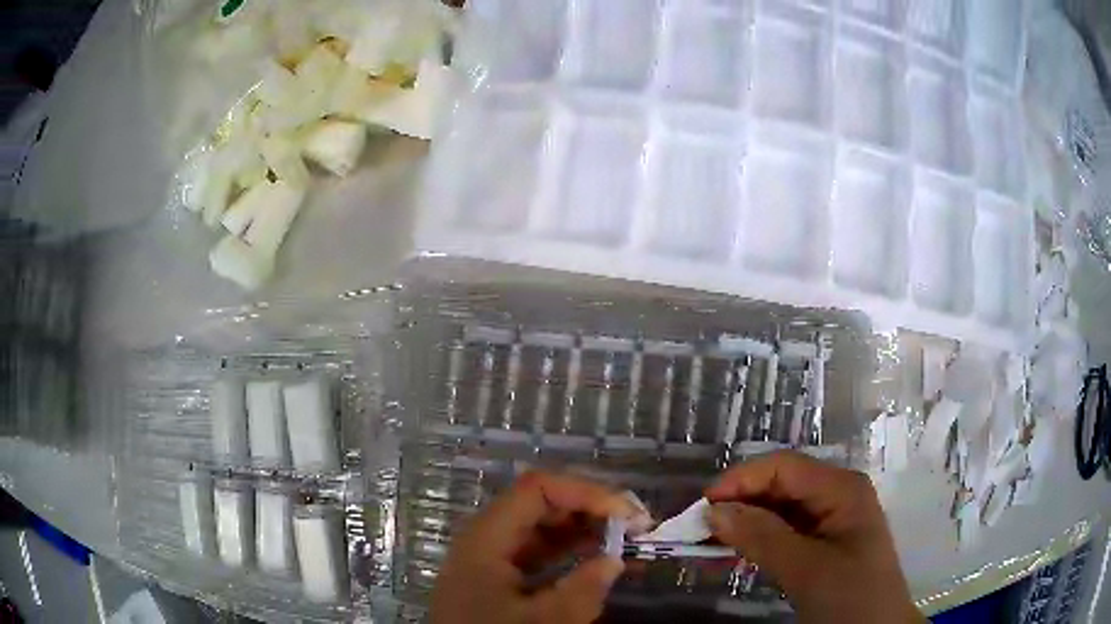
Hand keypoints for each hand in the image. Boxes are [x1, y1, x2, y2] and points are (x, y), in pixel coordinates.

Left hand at [432, 471, 649, 623]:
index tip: (626, 515)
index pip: (537, 489)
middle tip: (635, 527)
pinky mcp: (496, 580)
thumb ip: (583, 591)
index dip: (585, 493)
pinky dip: (569, 555)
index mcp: (486, 537)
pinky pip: (537, 555)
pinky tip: (597, 564)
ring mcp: (489, 560)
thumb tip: (614, 561)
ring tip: (625, 543)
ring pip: (540, 530)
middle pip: (539, 505)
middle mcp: (485, 539)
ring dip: (584, 532)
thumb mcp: (542, 622)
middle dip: (590, 510)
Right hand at [705, 451, 922, 623]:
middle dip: (741, 501)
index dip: (742, 479)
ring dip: (746, 521)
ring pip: (780, 508)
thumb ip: (762, 537)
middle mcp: (836, 494)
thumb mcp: (806, 569)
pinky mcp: (823, 542)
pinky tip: (736, 551)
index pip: (784, 467)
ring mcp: (831, 518)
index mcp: (841, 488)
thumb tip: (714, 511)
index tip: (702, 506)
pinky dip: (758, 539)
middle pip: (781, 484)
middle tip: (700, 527)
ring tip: (710, 540)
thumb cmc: (850, 596)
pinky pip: (785, 531)